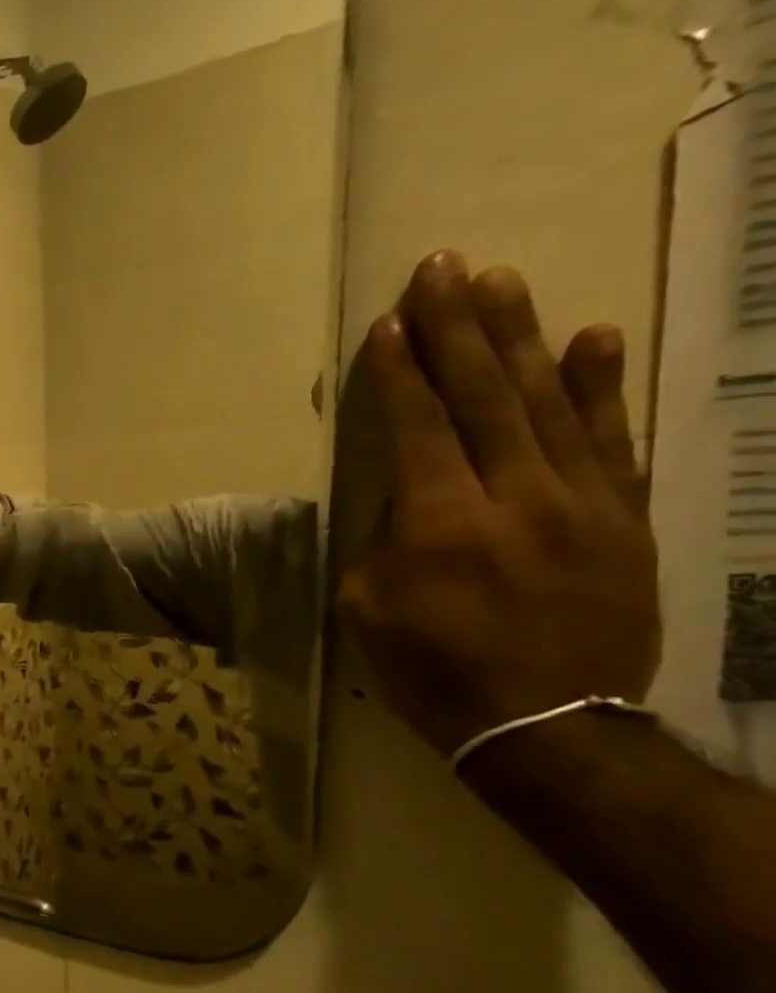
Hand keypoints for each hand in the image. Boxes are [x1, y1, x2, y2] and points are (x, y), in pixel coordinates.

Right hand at [338, 251, 659, 757]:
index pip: (418, 427)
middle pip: (483, 396)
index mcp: (440, 522)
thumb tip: (399, 492)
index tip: (388, 321)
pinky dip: (600, 386)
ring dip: (521, 336)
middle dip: (458, 328)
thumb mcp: (367, 607)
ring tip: (503, 281)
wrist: (546, 724)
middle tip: (444, 267)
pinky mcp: (624, 517)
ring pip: (548, 402)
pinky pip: (612, 439)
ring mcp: (582, 501)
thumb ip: (379, 537)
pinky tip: (593, 336)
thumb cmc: (432, 668)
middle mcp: (515, 496)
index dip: (400, 372)